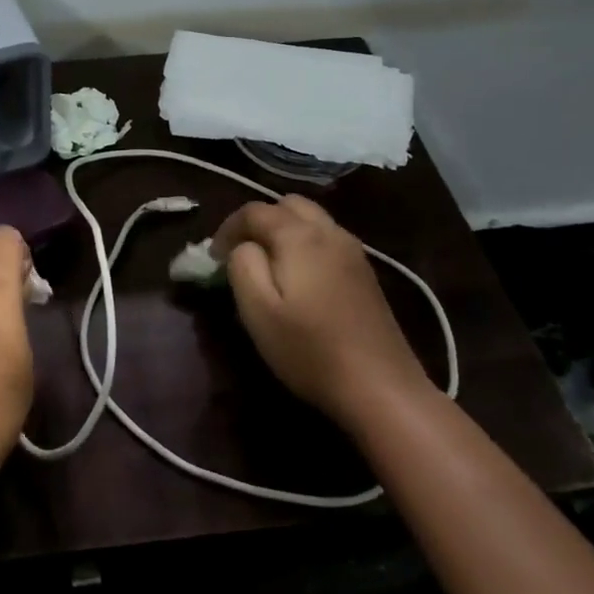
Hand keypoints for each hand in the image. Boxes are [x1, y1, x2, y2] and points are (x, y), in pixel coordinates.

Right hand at [212, 196, 431, 429]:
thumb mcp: (258, 310)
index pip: (254, 211)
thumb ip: (242, 265)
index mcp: (300, 236)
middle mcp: (330, 232)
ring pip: (311, 219)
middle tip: (241, 254)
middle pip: (288, 205)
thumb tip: (243, 246)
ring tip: (267, 266)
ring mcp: (353, 251)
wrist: (381, 388)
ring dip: (284, 231)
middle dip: (259, 222)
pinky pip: (327, 239)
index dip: (227, 229)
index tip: (213, 259)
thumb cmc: (309, 350)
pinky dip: (305, 244)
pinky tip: (299, 280)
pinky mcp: (366, 273)